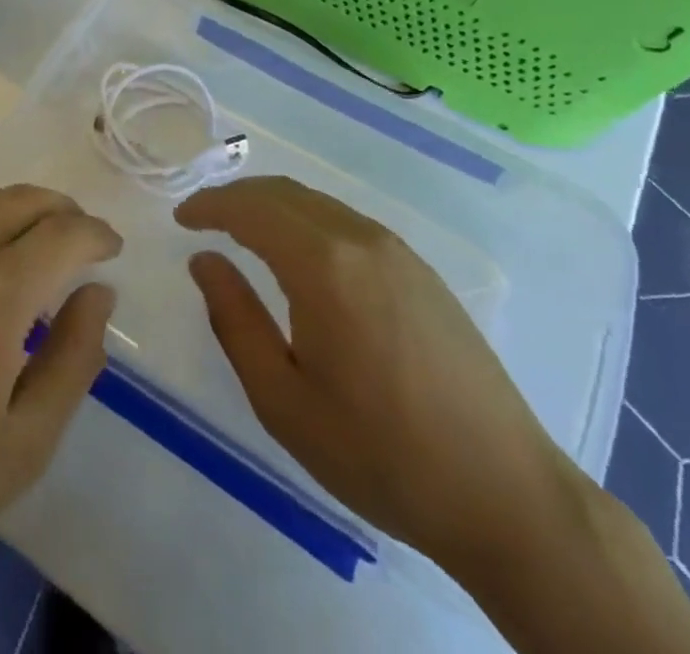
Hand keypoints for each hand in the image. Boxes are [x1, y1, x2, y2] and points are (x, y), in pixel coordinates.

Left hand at [0, 186, 120, 595]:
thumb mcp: (28, 441)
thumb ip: (76, 358)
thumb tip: (100, 293)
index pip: (63, 233)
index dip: (96, 234)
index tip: (113, 249)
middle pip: (21, 200)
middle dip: (62, 210)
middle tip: (81, 240)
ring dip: (18, 208)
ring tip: (36, 240)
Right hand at [176, 176, 582, 577]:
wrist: (508, 497)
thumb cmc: (381, 454)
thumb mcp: (283, 400)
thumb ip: (234, 320)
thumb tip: (204, 260)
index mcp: (324, 265)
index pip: (250, 208)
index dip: (209, 205)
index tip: (181, 218)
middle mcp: (361, 239)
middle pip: (283, 193)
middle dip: (236, 197)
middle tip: (204, 219)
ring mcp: (398, 252)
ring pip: (317, 202)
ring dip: (272, 206)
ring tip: (243, 232)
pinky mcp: (421, 271)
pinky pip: (347, 222)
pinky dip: (307, 219)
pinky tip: (300, 254)